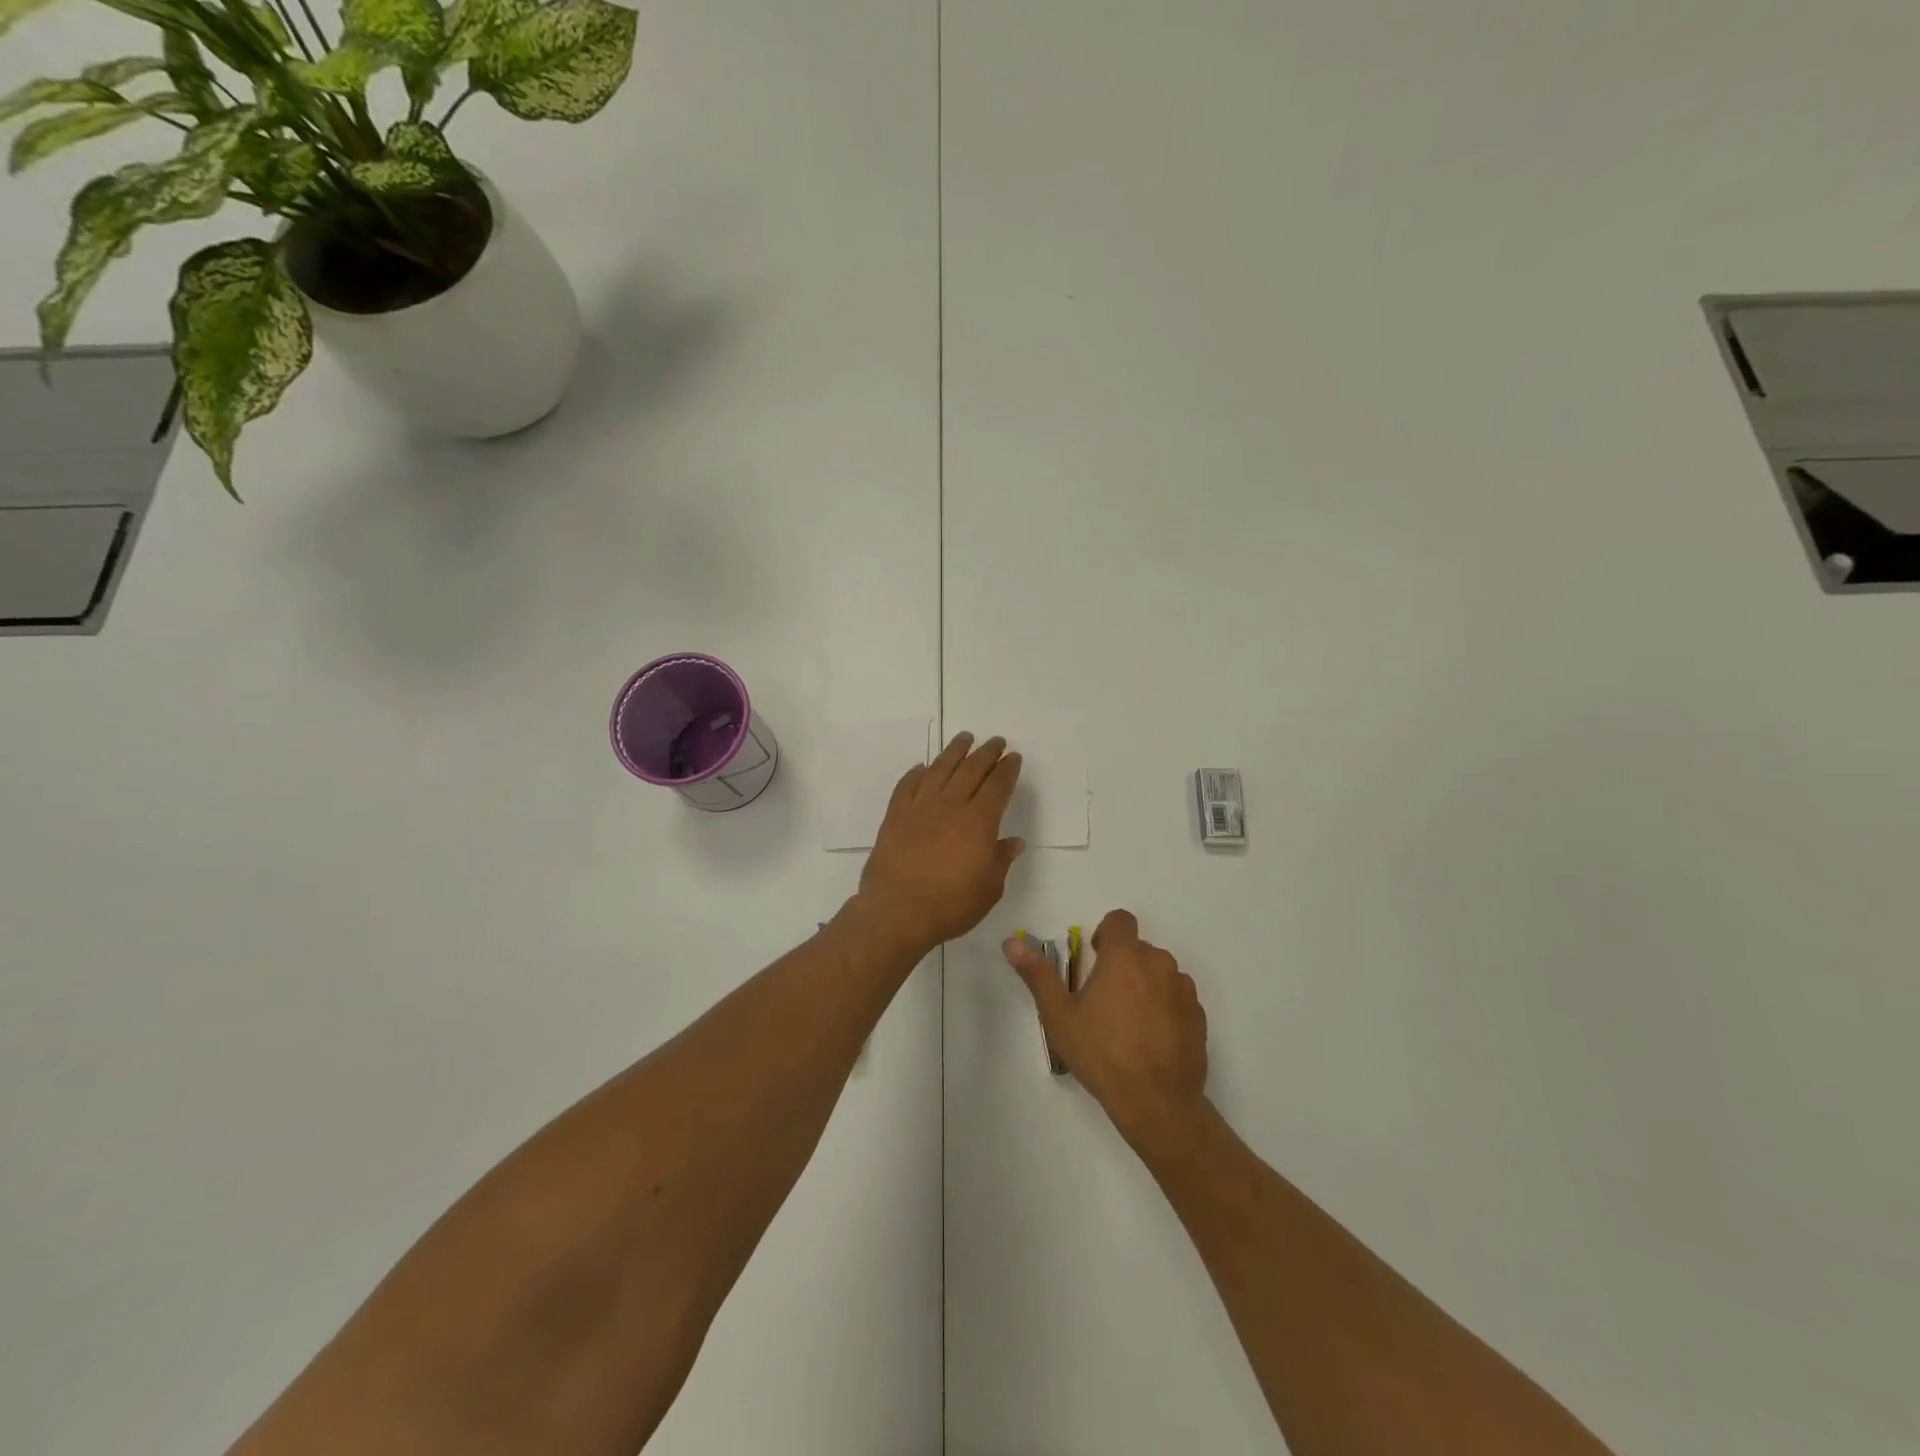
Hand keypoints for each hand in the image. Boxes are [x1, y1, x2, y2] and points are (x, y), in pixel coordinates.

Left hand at [858, 732, 1025, 953]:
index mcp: (979, 821)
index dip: (1008, 769)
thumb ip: (1000, 860)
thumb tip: (1012, 842)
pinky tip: (922, 767)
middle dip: (986, 752)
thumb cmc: (950, 904)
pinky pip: (907, 785)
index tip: (1013, 757)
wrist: (897, 911)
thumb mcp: (989, 889)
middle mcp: (950, 805)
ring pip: (940, 769)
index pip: (998, 785)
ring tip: (964, 738)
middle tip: (995, 741)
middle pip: (971, 769)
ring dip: (954, 751)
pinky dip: (917, 773)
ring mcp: (920, 807)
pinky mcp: (895, 815)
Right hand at [1004, 909, 1209, 1156]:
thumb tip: (1012, 943)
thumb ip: (1037, 974)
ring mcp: (1183, 990)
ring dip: (1144, 985)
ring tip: (1128, 1023)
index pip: (1120, 920)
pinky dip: (1164, 1007)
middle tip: (1104, 1000)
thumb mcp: (1059, 1015)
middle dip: (1121, 964)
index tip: (1095, 960)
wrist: (1157, 1102)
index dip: (1106, 933)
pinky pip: (1177, 997)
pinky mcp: (1199, 1015)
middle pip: (1138, 948)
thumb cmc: (1101, 1053)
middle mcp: (1159, 963)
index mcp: (1125, 956)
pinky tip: (1150, 1039)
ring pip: (1159, 973)